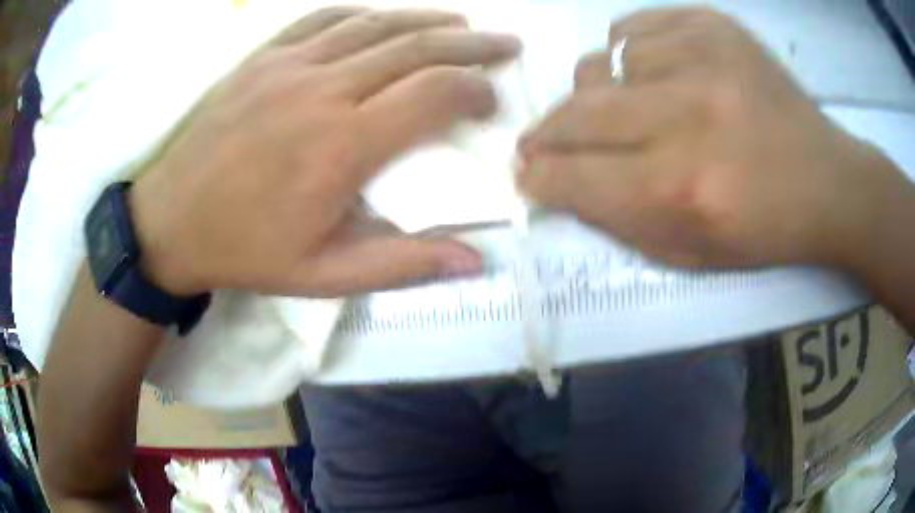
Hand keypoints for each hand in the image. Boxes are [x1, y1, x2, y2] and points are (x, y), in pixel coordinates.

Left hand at [129, 7, 520, 295]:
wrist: (170, 222)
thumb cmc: (245, 250)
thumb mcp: (324, 275)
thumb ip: (401, 263)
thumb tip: (474, 261)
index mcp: (342, 146)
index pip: (433, 95)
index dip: (474, 91)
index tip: (491, 102)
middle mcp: (322, 90)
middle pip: (415, 48)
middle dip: (471, 44)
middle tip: (505, 44)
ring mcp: (289, 65)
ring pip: (375, 24)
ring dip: (426, 19)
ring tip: (462, 22)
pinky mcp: (262, 57)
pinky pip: (324, 19)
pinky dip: (366, 12)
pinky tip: (386, 16)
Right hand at [518, 8, 908, 269]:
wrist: (827, 181)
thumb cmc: (764, 229)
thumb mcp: (691, 253)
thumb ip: (619, 221)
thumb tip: (563, 184)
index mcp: (682, 189)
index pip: (575, 177)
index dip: (540, 178)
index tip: (527, 175)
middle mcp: (687, 117)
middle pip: (578, 113)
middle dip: (546, 135)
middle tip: (540, 144)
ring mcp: (701, 58)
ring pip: (602, 65)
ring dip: (600, 95)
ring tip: (623, 111)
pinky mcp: (712, 26)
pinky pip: (633, 29)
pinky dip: (628, 54)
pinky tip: (652, 74)